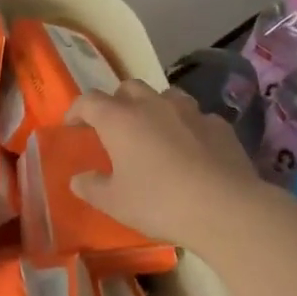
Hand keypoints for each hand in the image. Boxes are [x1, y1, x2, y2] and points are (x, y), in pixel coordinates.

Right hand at [65, 80, 268, 255]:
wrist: (224, 207)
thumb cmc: (159, 203)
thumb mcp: (115, 203)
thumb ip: (92, 187)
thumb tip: (78, 178)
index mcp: (120, 119)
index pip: (89, 101)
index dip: (77, 110)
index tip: (72, 126)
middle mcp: (152, 104)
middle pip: (128, 88)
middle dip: (117, 102)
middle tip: (115, 127)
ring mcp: (189, 110)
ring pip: (165, 95)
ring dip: (154, 108)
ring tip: (155, 132)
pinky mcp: (218, 124)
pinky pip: (196, 117)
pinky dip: (187, 127)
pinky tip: (192, 149)